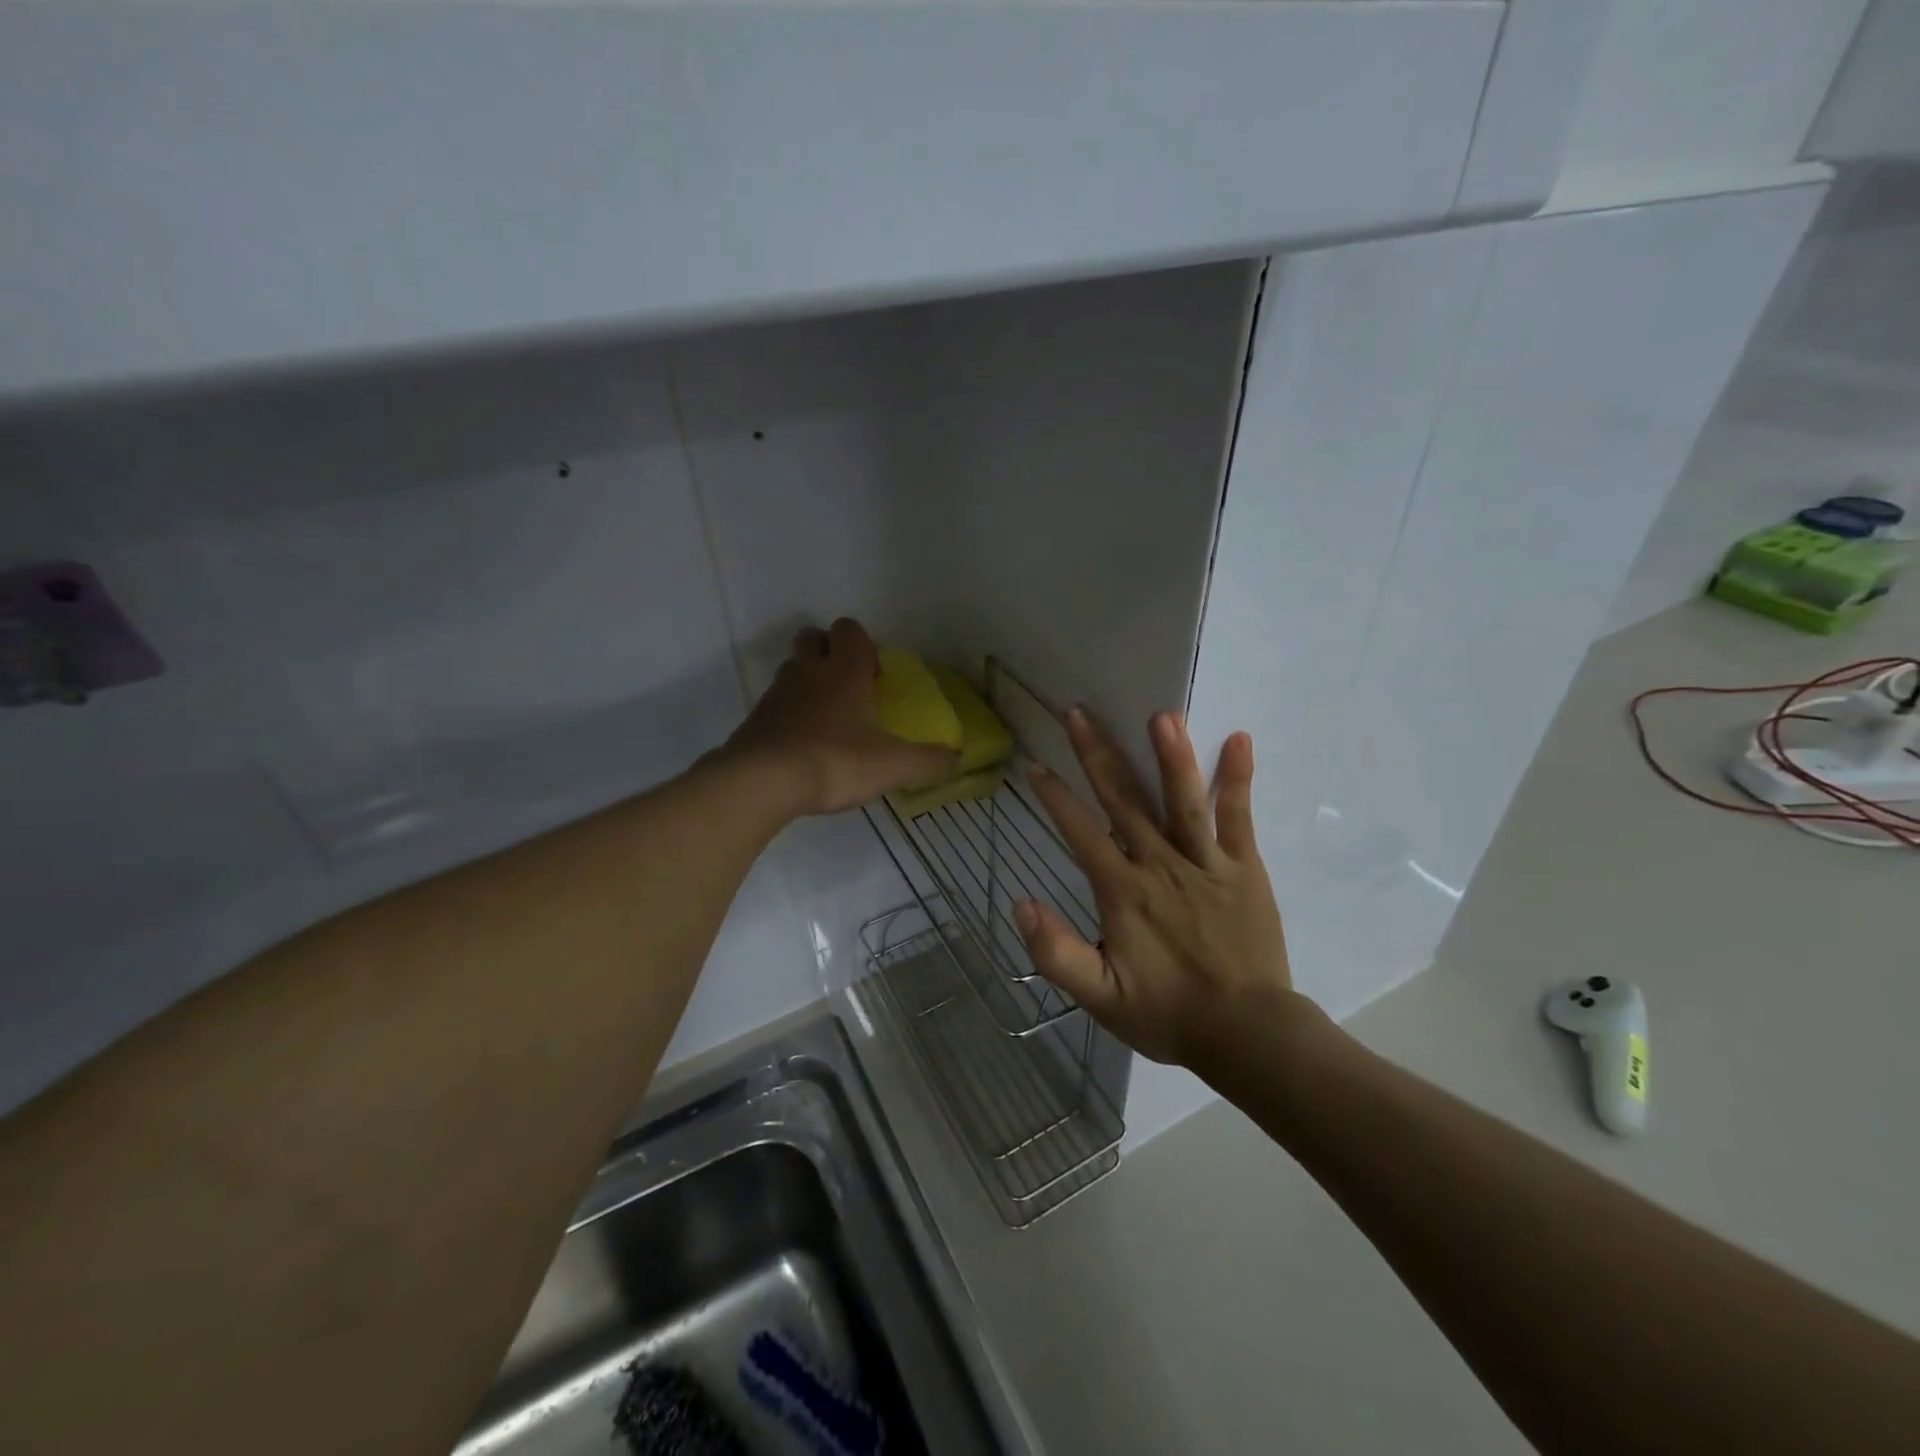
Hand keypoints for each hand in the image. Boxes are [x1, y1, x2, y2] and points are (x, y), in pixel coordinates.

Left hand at [721, 618, 957, 816]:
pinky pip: (776, 704)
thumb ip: (929, 762)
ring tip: (827, 718)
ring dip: (808, 682)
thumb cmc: (835, 760)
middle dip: (829, 652)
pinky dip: (789, 714)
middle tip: (849, 687)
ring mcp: (777, 693)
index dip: (864, 644)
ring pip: (792, 669)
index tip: (875, 674)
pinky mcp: (756, 720)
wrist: (763, 782)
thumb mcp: (893, 765)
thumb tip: (956, 761)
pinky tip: (803, 744)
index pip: (850, 629)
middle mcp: (808, 671)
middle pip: (813, 638)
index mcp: (844, 670)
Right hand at [1016, 709, 1315, 1071]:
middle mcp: (1160, 864)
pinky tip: (1238, 739)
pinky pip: (1238, 818)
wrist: (1248, 1035)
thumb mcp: (1100, 997)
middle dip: (1097, 754)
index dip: (1055, 798)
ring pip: (1182, 800)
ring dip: (1170, 755)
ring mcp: (1205, 862)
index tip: (1037, 765)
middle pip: (1123, 800)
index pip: (1081, 832)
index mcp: (1123, 891)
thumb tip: (1021, 904)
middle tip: (1078, 712)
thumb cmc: (1168, 1014)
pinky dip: (1238, 779)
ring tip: (1160, 715)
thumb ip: (1057, 953)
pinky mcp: (1244, 868)